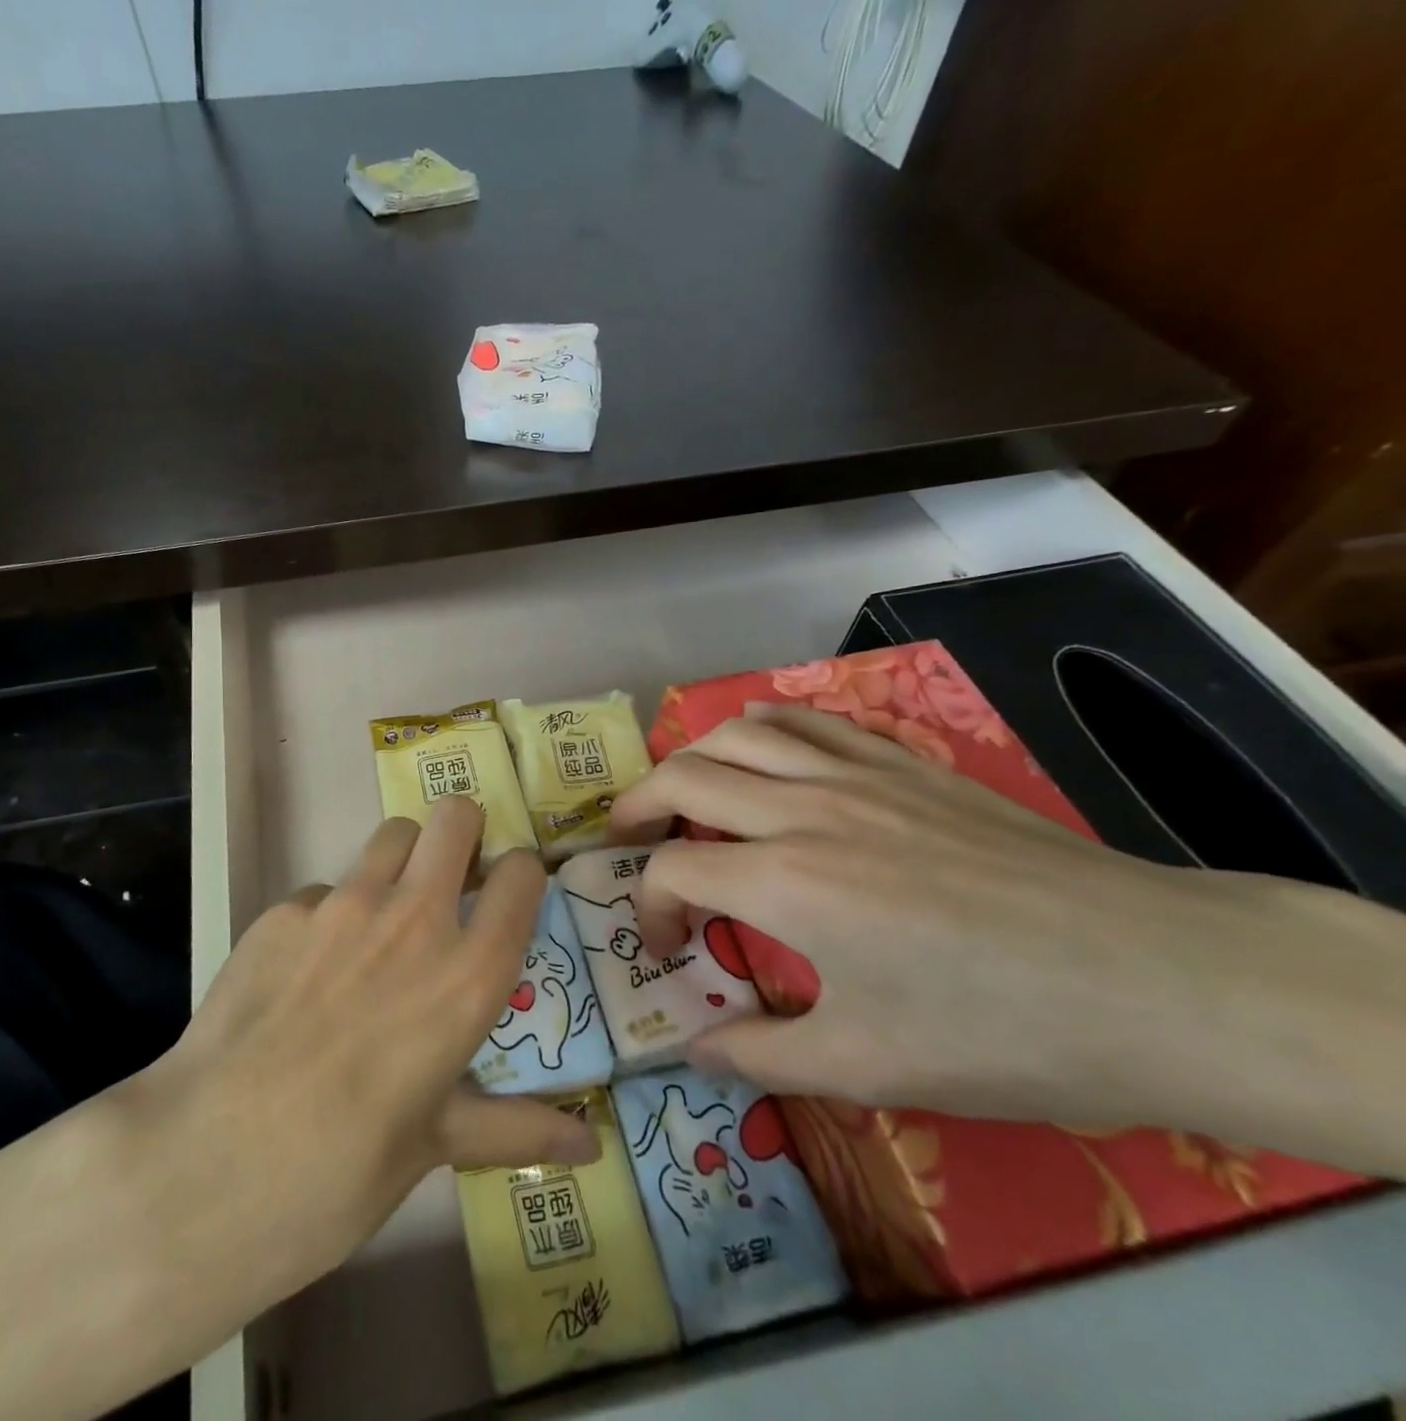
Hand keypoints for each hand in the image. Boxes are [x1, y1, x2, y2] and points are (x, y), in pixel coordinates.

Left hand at [147, 797, 598, 1299]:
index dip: (521, 877)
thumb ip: (517, 1128)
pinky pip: (322, 891)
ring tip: (382, 918)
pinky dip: (329, 915)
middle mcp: (414, 919)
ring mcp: (342, 905)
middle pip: (454, 817)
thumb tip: (591, 1146)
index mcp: (468, 973)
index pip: (522, 875)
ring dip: (401, 861)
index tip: (508, 897)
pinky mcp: (282, 911)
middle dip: (463, 834)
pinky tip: (306, 972)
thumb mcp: (437, 1145)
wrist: (209, 1164)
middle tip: (451, 879)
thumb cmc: (342, 1168)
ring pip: (391, 835)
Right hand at [611, 704, 1405, 1174]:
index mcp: (784, 882)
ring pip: (736, 734)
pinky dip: (761, 728)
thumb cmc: (1002, 1029)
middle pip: (684, 777)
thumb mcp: (869, 1065)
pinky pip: (806, 720)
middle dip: (638, 809)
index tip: (670, 951)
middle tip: (629, 842)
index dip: (652, 909)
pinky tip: (760, 752)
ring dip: (691, 759)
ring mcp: (854, 775)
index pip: (674, 871)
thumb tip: (693, 1049)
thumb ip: (762, 1054)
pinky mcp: (901, 762)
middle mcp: (802, 809)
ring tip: (683, 794)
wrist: (1155, 976)